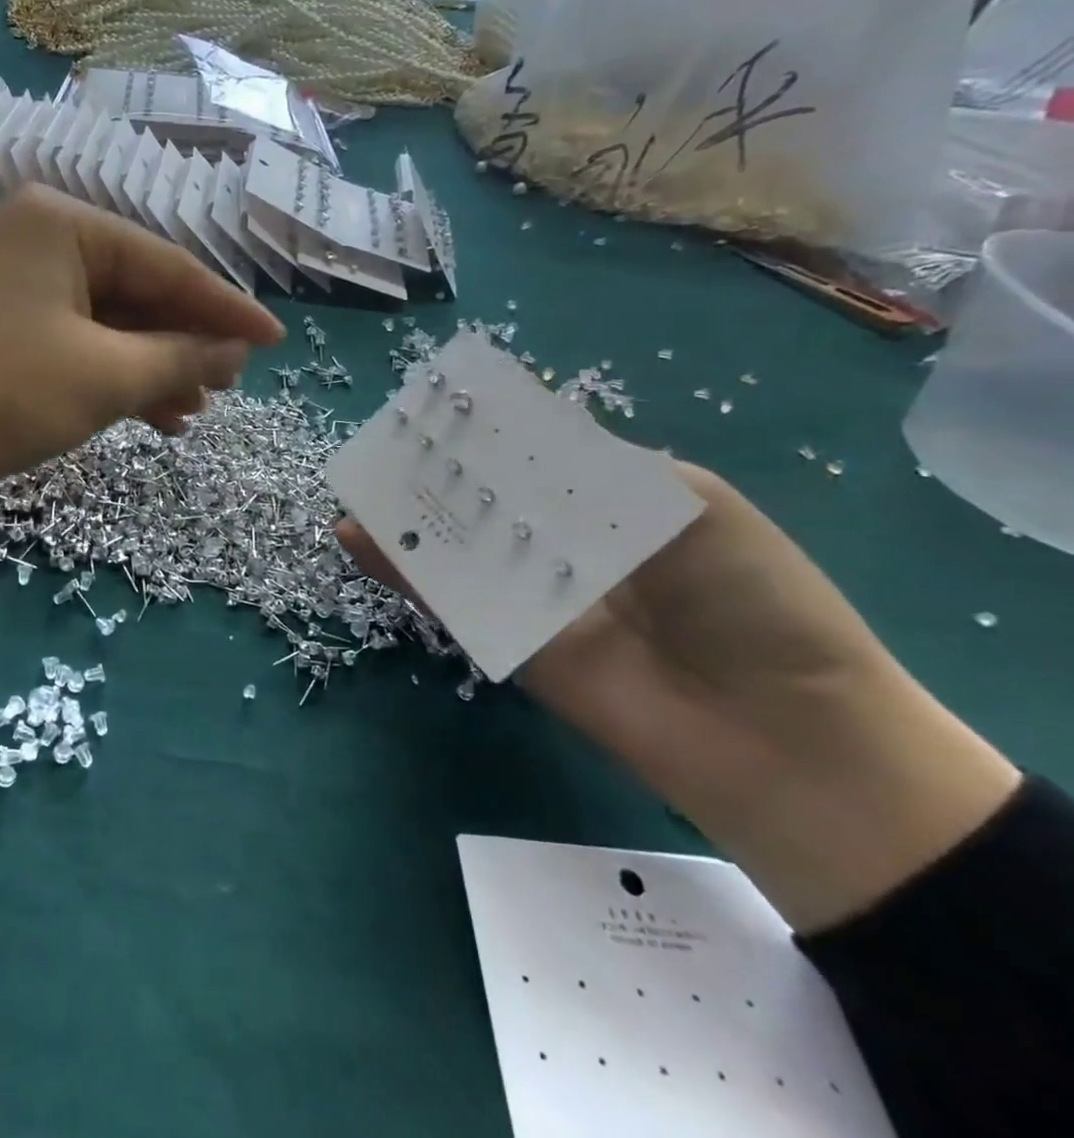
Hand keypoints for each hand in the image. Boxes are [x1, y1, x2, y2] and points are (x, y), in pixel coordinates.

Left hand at [0, 186, 283, 502]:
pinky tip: (152, 416)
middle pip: (138, 291)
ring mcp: (17, 284)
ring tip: (196, 411)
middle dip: (185, 343)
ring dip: (153, 367)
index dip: (226, 310)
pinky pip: (76, 343)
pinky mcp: (2, 326)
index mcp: (64, 225)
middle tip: (230, 386)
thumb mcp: (102, 377)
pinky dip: (112, 376)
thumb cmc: (2, 392)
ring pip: (108, 323)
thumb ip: (178, 358)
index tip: (276, 341)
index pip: (168, 265)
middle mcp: (40, 240)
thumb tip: (234, 352)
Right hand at [339, 464, 1018, 931]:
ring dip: (407, 515)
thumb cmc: (753, 599)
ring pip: (456, 544)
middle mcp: (564, 542)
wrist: (781, 734)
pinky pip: (448, 597)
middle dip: (436, 468)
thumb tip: (518, 432)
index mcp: (613, 501)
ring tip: (355, 485)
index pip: (534, 453)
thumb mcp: (692, 505)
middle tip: (383, 441)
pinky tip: (356, 538)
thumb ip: (598, 469)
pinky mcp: (506, 639)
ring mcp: (530, 593)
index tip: (437, 403)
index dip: (487, 428)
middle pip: (486, 497)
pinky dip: (402, 569)